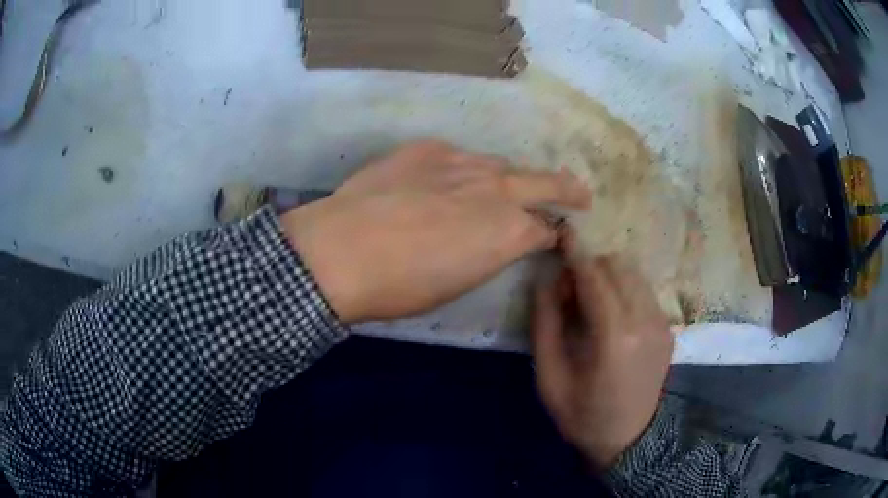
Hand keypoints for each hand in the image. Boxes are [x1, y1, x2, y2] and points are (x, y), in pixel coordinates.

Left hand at [280, 140, 589, 323]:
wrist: (341, 251)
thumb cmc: (401, 286)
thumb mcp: (458, 283)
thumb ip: (488, 254)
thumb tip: (496, 241)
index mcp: (509, 232)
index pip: (548, 229)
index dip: (554, 234)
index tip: (556, 236)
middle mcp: (496, 189)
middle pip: (545, 182)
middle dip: (567, 189)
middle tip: (579, 193)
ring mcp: (462, 161)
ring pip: (500, 165)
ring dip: (506, 179)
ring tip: (495, 190)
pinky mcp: (428, 147)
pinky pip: (457, 157)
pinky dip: (460, 170)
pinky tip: (440, 183)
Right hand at [532, 243, 673, 468]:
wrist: (630, 439)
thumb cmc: (583, 413)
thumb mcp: (550, 377)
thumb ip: (545, 324)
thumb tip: (546, 280)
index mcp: (614, 336)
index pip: (595, 277)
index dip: (576, 252)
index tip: (561, 233)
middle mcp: (645, 320)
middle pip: (617, 266)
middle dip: (590, 265)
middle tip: (569, 289)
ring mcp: (661, 323)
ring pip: (634, 273)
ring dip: (609, 274)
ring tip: (591, 301)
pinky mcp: (668, 328)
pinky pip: (644, 290)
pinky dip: (624, 288)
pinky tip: (612, 314)